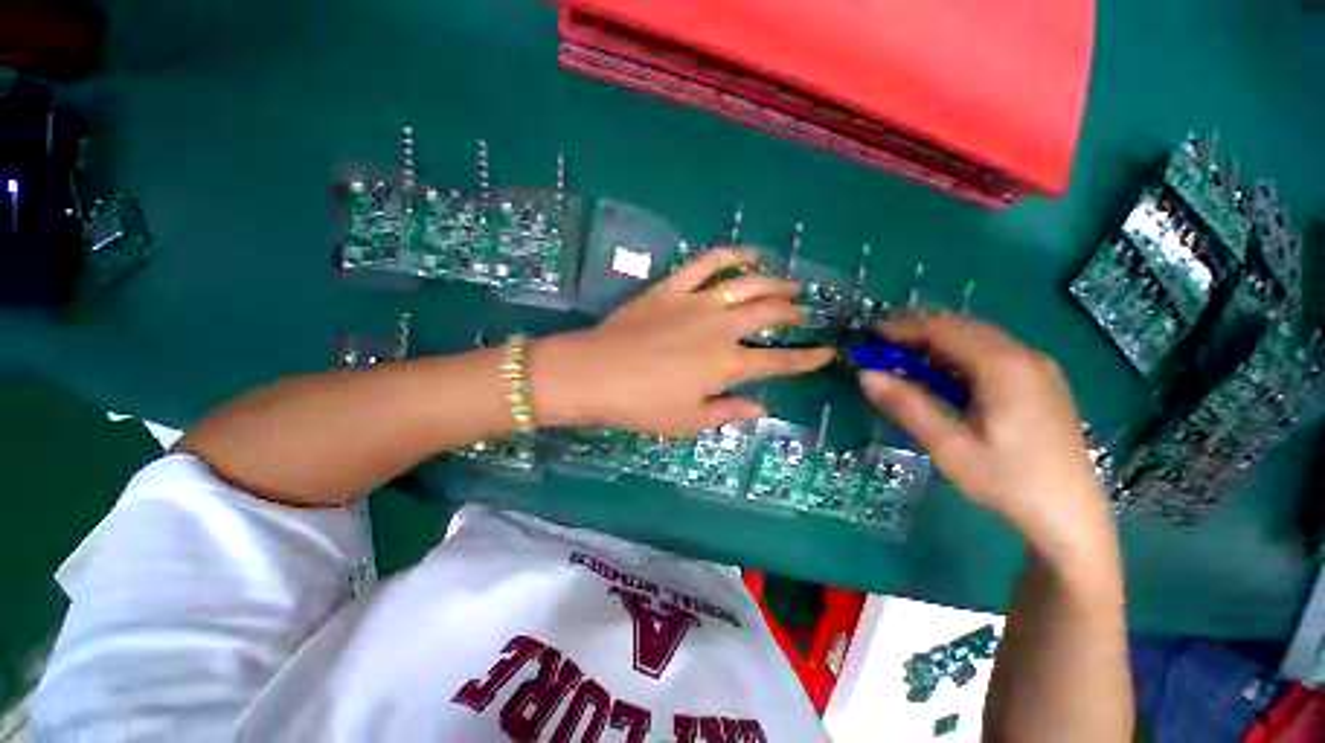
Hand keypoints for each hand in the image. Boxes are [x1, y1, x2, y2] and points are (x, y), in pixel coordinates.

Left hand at [533, 248, 833, 435]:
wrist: (593, 374)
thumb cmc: (642, 405)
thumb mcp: (689, 421)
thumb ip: (729, 413)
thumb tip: (762, 410)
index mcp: (727, 365)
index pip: (779, 362)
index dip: (807, 359)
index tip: (826, 353)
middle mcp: (721, 329)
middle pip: (769, 313)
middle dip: (792, 313)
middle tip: (802, 313)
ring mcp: (697, 303)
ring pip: (748, 284)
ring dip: (774, 281)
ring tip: (788, 283)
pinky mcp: (672, 288)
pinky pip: (707, 263)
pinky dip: (731, 255)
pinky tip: (749, 254)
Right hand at [859, 314, 1113, 562]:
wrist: (1071, 517)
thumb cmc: (1008, 482)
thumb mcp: (948, 446)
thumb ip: (906, 406)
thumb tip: (865, 375)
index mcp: (1004, 366)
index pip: (944, 329)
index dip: (902, 329)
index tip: (870, 339)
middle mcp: (1025, 356)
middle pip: (962, 327)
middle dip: (918, 333)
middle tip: (882, 350)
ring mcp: (1038, 368)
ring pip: (978, 338)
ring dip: (938, 344)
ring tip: (904, 362)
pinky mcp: (1041, 383)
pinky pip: (993, 353)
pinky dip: (959, 356)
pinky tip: (944, 378)